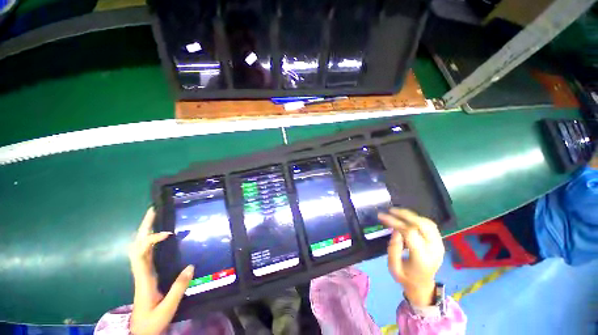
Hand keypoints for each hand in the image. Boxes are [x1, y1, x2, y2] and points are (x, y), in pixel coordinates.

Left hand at [129, 207, 194, 334]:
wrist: (140, 333)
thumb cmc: (152, 322)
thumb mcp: (167, 308)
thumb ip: (179, 288)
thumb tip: (191, 265)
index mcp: (144, 279)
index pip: (141, 253)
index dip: (151, 240)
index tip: (168, 233)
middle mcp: (140, 272)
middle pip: (136, 245)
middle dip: (144, 227)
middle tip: (153, 211)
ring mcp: (142, 273)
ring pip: (139, 248)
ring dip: (145, 232)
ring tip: (155, 218)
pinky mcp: (146, 274)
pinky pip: (145, 253)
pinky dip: (149, 241)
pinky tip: (158, 237)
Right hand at [378, 208, 444, 306]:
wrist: (422, 286)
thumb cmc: (406, 278)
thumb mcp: (393, 267)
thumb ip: (393, 249)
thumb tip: (395, 229)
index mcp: (422, 258)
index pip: (410, 233)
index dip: (395, 222)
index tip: (382, 216)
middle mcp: (434, 250)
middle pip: (422, 225)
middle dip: (405, 214)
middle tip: (391, 210)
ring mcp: (439, 245)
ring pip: (428, 223)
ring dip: (412, 215)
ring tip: (397, 212)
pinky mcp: (440, 243)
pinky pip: (430, 226)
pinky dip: (418, 219)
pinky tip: (408, 218)